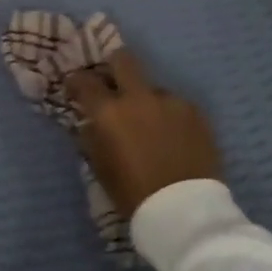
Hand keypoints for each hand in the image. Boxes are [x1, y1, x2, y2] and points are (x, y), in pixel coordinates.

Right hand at [67, 50, 220, 217]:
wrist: (184, 211)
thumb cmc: (133, 193)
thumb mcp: (100, 167)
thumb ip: (92, 136)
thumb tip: (90, 121)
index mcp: (109, 112)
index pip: (84, 81)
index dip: (76, 81)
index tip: (75, 88)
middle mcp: (139, 98)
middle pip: (123, 59)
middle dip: (114, 65)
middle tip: (112, 82)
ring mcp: (171, 102)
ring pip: (153, 88)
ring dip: (146, 100)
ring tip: (151, 125)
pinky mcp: (196, 112)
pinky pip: (176, 105)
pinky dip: (169, 116)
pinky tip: (173, 137)